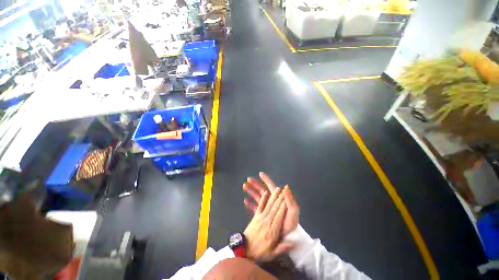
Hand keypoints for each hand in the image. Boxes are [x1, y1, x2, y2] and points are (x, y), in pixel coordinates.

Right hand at [243, 172, 299, 236]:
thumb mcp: (293, 211)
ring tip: (244, 186)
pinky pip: (255, 208)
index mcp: (277, 199)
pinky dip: (250, 204)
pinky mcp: (263, 216)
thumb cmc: (291, 224)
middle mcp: (271, 202)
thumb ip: (289, 199)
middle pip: (262, 190)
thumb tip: (286, 187)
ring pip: (257, 197)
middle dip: (255, 184)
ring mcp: (266, 209)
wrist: (287, 238)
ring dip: (251, 191)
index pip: (271, 187)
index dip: (266, 180)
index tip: (260, 174)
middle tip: (248, 179)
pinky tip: (245, 201)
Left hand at [243, 188, 293, 260]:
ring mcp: (260, 217)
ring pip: (268, 205)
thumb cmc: (259, 252)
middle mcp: (267, 221)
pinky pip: (259, 206)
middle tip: (284, 190)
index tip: (288, 199)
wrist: (244, 250)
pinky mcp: (255, 216)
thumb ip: (282, 247)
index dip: (284, 207)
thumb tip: (294, 243)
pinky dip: (263, 199)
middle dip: (280, 198)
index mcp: (273, 230)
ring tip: (277, 189)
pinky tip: (265, 192)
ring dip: (273, 196)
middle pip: (275, 208)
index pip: (280, 216)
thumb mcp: (272, 254)